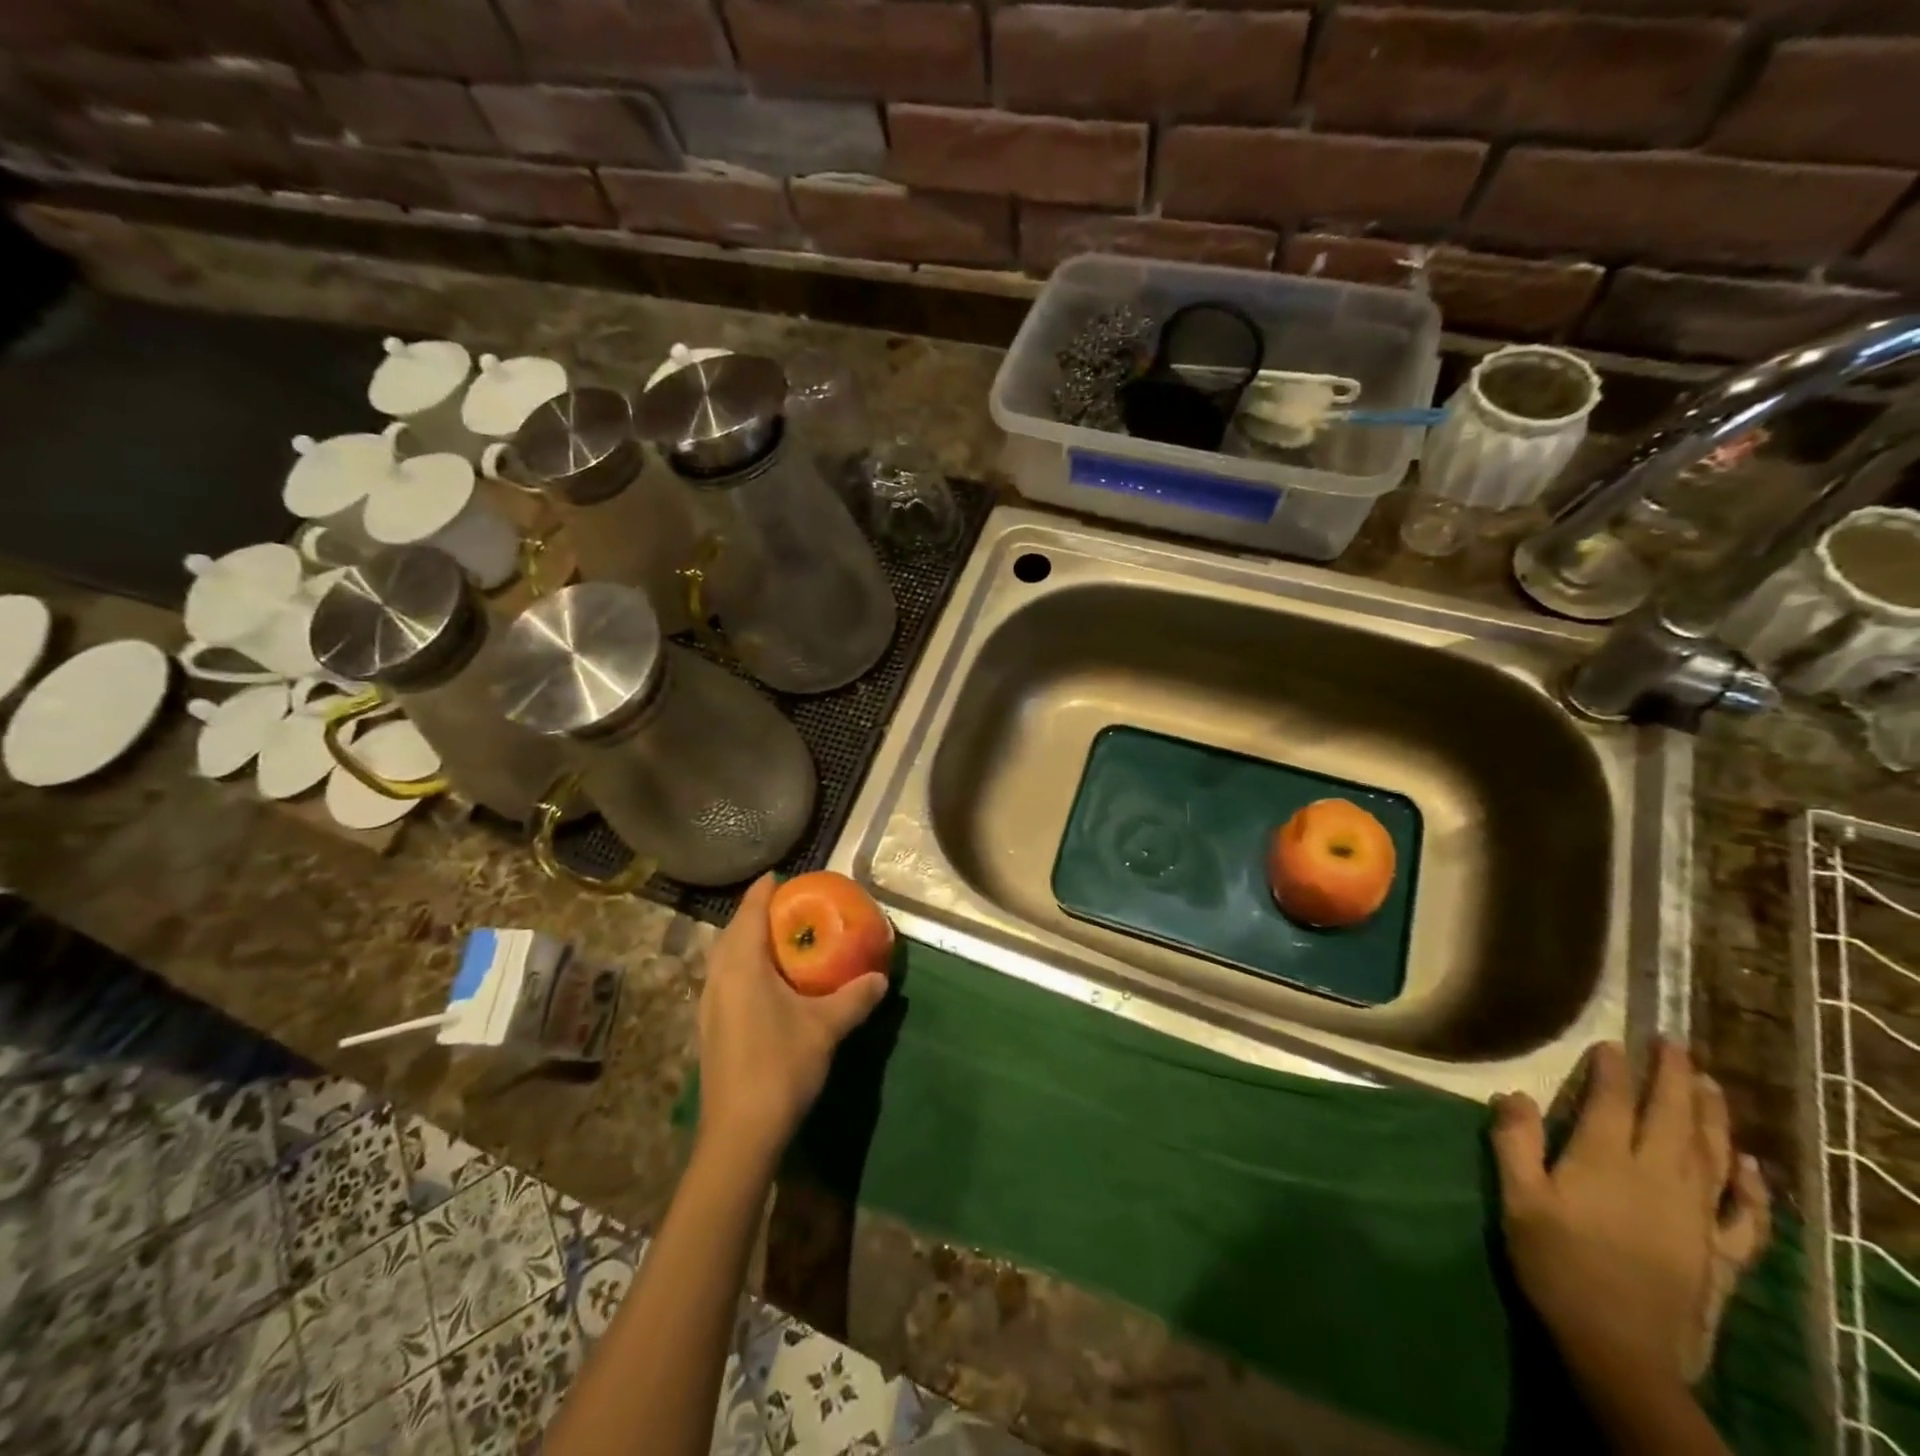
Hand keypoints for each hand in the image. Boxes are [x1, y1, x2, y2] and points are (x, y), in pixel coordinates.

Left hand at [696, 875, 889, 1168]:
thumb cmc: (781, 1066)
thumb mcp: (826, 1027)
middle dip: (756, 916)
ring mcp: (709, 1005)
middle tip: (789, 909)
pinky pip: (725, 980)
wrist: (740, 1134)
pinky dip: (743, 968)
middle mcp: (718, 978)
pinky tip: (768, 985)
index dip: (764, 892)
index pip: (749, 913)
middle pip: (732, 933)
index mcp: (742, 966)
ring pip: (725, 959)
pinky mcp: (710, 1028)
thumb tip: (880, 977)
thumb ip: (854, 998)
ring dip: (747, 943)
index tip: (782, 877)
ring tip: (780, 942)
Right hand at [1491, 1041, 1770, 1386]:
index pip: (1612, 1104)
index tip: (1612, 1043)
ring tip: (1710, 1084)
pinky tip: (1750, 1166)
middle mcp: (1658, 1179)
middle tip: (1675, 1044)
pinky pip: (1744, 1214)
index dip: (1613, 1071)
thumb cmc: (1557, 1263)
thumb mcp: (1519, 1200)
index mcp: (1605, 1162)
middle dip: (1672, 1079)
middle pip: (1671, 1119)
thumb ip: (1515, 1143)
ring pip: (1711, 1154)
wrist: (1620, 1347)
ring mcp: (1695, 1216)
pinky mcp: (1719, 1252)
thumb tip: (1514, 1094)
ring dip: (1712, 1116)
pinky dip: (1751, 1187)